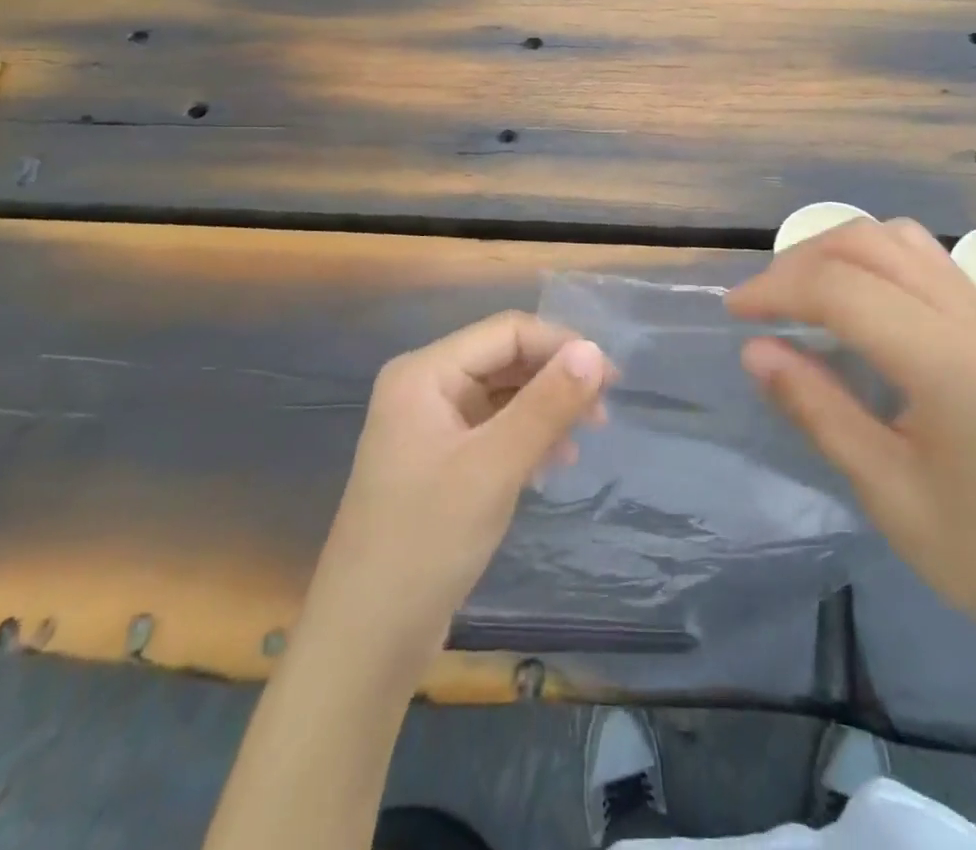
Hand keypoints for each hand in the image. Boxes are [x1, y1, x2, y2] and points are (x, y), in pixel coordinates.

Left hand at [307, 312, 612, 676]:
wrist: (364, 643)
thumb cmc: (425, 543)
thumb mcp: (495, 468)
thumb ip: (547, 404)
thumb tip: (595, 351)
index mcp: (424, 373)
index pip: (507, 332)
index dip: (561, 346)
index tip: (611, 379)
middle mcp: (424, 387)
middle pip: (505, 359)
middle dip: (556, 378)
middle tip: (603, 412)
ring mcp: (429, 425)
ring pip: (503, 394)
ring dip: (546, 409)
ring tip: (585, 438)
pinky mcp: (438, 461)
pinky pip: (493, 428)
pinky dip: (527, 437)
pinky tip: (553, 462)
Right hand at [728, 219, 975, 673]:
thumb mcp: (886, 489)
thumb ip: (817, 407)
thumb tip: (755, 350)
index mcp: (946, 358)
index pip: (841, 287)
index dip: (776, 289)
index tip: (733, 313)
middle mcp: (974, 313)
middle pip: (868, 242)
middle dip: (801, 260)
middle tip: (760, 303)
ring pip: (899, 239)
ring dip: (839, 252)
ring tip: (801, 295)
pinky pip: (925, 261)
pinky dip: (875, 262)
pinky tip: (857, 305)